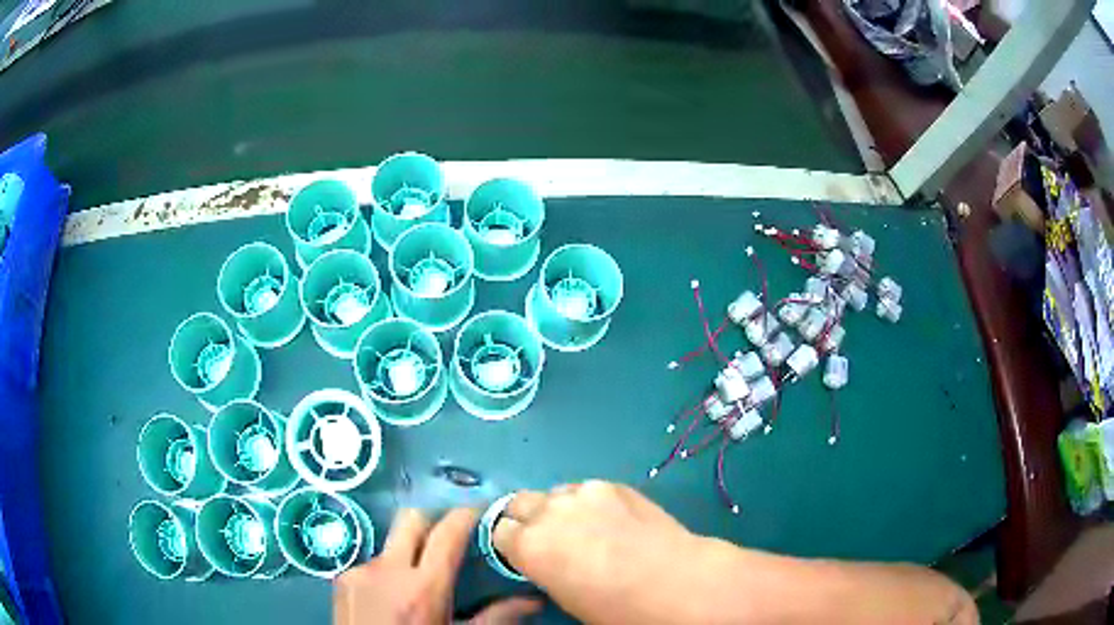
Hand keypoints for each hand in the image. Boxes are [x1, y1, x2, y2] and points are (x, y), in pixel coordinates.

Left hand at [334, 508, 541, 624]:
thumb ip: (495, 617)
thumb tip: (533, 601)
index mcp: (423, 587)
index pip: (447, 534)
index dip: (465, 515)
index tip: (481, 511)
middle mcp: (388, 569)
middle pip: (411, 519)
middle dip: (433, 521)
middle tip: (450, 537)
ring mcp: (360, 571)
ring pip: (390, 544)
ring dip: (408, 553)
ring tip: (417, 581)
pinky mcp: (341, 579)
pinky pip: (370, 564)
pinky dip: (385, 573)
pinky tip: (389, 596)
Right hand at [492, 481, 729, 623]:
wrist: (673, 581)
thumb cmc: (614, 606)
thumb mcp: (564, 596)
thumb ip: (543, 567)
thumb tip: (545, 557)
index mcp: (528, 545)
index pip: (499, 531)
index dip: (511, 543)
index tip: (525, 553)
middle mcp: (548, 512)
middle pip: (519, 502)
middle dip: (528, 519)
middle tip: (551, 538)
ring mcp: (582, 493)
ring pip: (554, 493)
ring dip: (559, 508)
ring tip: (586, 527)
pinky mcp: (612, 484)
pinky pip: (587, 490)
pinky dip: (589, 502)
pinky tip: (613, 519)